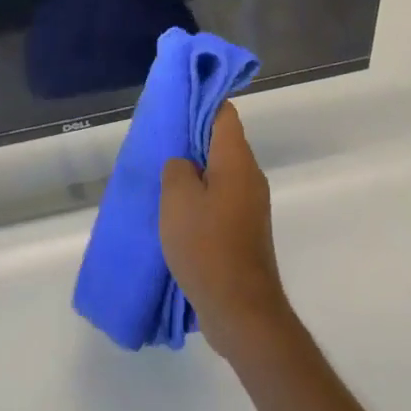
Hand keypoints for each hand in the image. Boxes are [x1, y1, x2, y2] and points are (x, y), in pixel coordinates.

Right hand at [159, 103, 292, 361]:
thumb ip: (177, 169)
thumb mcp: (177, 199)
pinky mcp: (245, 230)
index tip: (174, 103)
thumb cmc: (207, 246)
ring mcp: (250, 206)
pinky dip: (201, 197)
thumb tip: (184, 164)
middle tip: (160, 142)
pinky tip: (177, 212)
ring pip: (220, 173)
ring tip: (162, 178)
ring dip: (194, 172)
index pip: (224, 113)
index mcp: (237, 161)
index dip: (200, 101)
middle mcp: (250, 177)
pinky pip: (221, 199)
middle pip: (222, 142)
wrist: (241, 309)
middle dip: (192, 138)